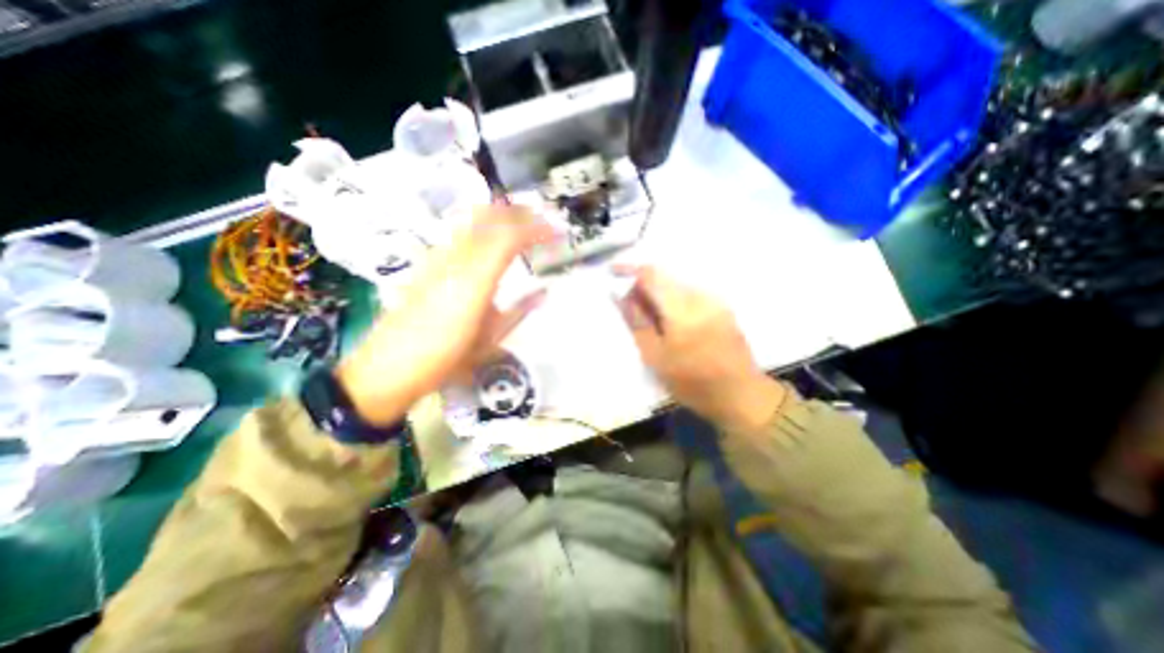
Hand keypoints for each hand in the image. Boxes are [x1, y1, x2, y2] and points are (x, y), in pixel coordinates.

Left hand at [338, 206, 553, 426]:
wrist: (387, 369)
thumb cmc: (445, 358)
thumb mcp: (490, 340)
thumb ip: (519, 311)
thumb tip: (544, 292)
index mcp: (475, 279)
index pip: (509, 238)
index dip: (536, 229)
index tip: (556, 231)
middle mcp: (455, 260)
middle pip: (487, 218)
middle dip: (517, 213)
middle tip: (540, 219)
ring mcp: (437, 259)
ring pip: (470, 222)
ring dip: (498, 217)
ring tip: (519, 224)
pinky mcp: (426, 264)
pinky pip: (458, 235)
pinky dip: (479, 228)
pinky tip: (487, 241)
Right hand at [613, 266, 785, 432]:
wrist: (741, 394)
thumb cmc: (692, 383)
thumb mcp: (655, 357)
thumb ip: (637, 322)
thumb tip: (619, 295)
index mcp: (682, 309)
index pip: (651, 274)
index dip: (629, 270)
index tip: (613, 273)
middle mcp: (700, 296)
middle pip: (664, 276)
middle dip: (643, 286)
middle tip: (631, 308)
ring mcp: (715, 300)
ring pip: (677, 285)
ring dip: (659, 294)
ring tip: (650, 319)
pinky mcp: (722, 306)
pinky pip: (690, 293)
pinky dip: (674, 300)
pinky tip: (672, 322)